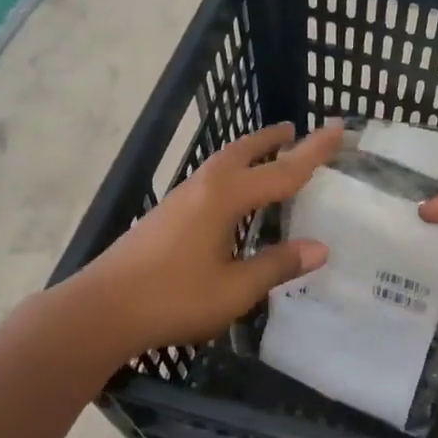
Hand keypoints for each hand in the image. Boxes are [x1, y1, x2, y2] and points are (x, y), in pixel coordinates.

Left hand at [81, 122, 342, 352]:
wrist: (100, 311)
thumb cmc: (173, 298)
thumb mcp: (235, 289)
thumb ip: (277, 265)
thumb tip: (320, 248)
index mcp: (225, 198)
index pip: (281, 171)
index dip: (313, 151)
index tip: (337, 126)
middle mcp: (202, 188)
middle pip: (243, 152)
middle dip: (271, 140)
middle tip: (294, 131)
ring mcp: (179, 200)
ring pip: (221, 164)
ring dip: (248, 154)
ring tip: (268, 156)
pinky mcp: (165, 216)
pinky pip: (209, 181)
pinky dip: (232, 175)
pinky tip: (232, 199)